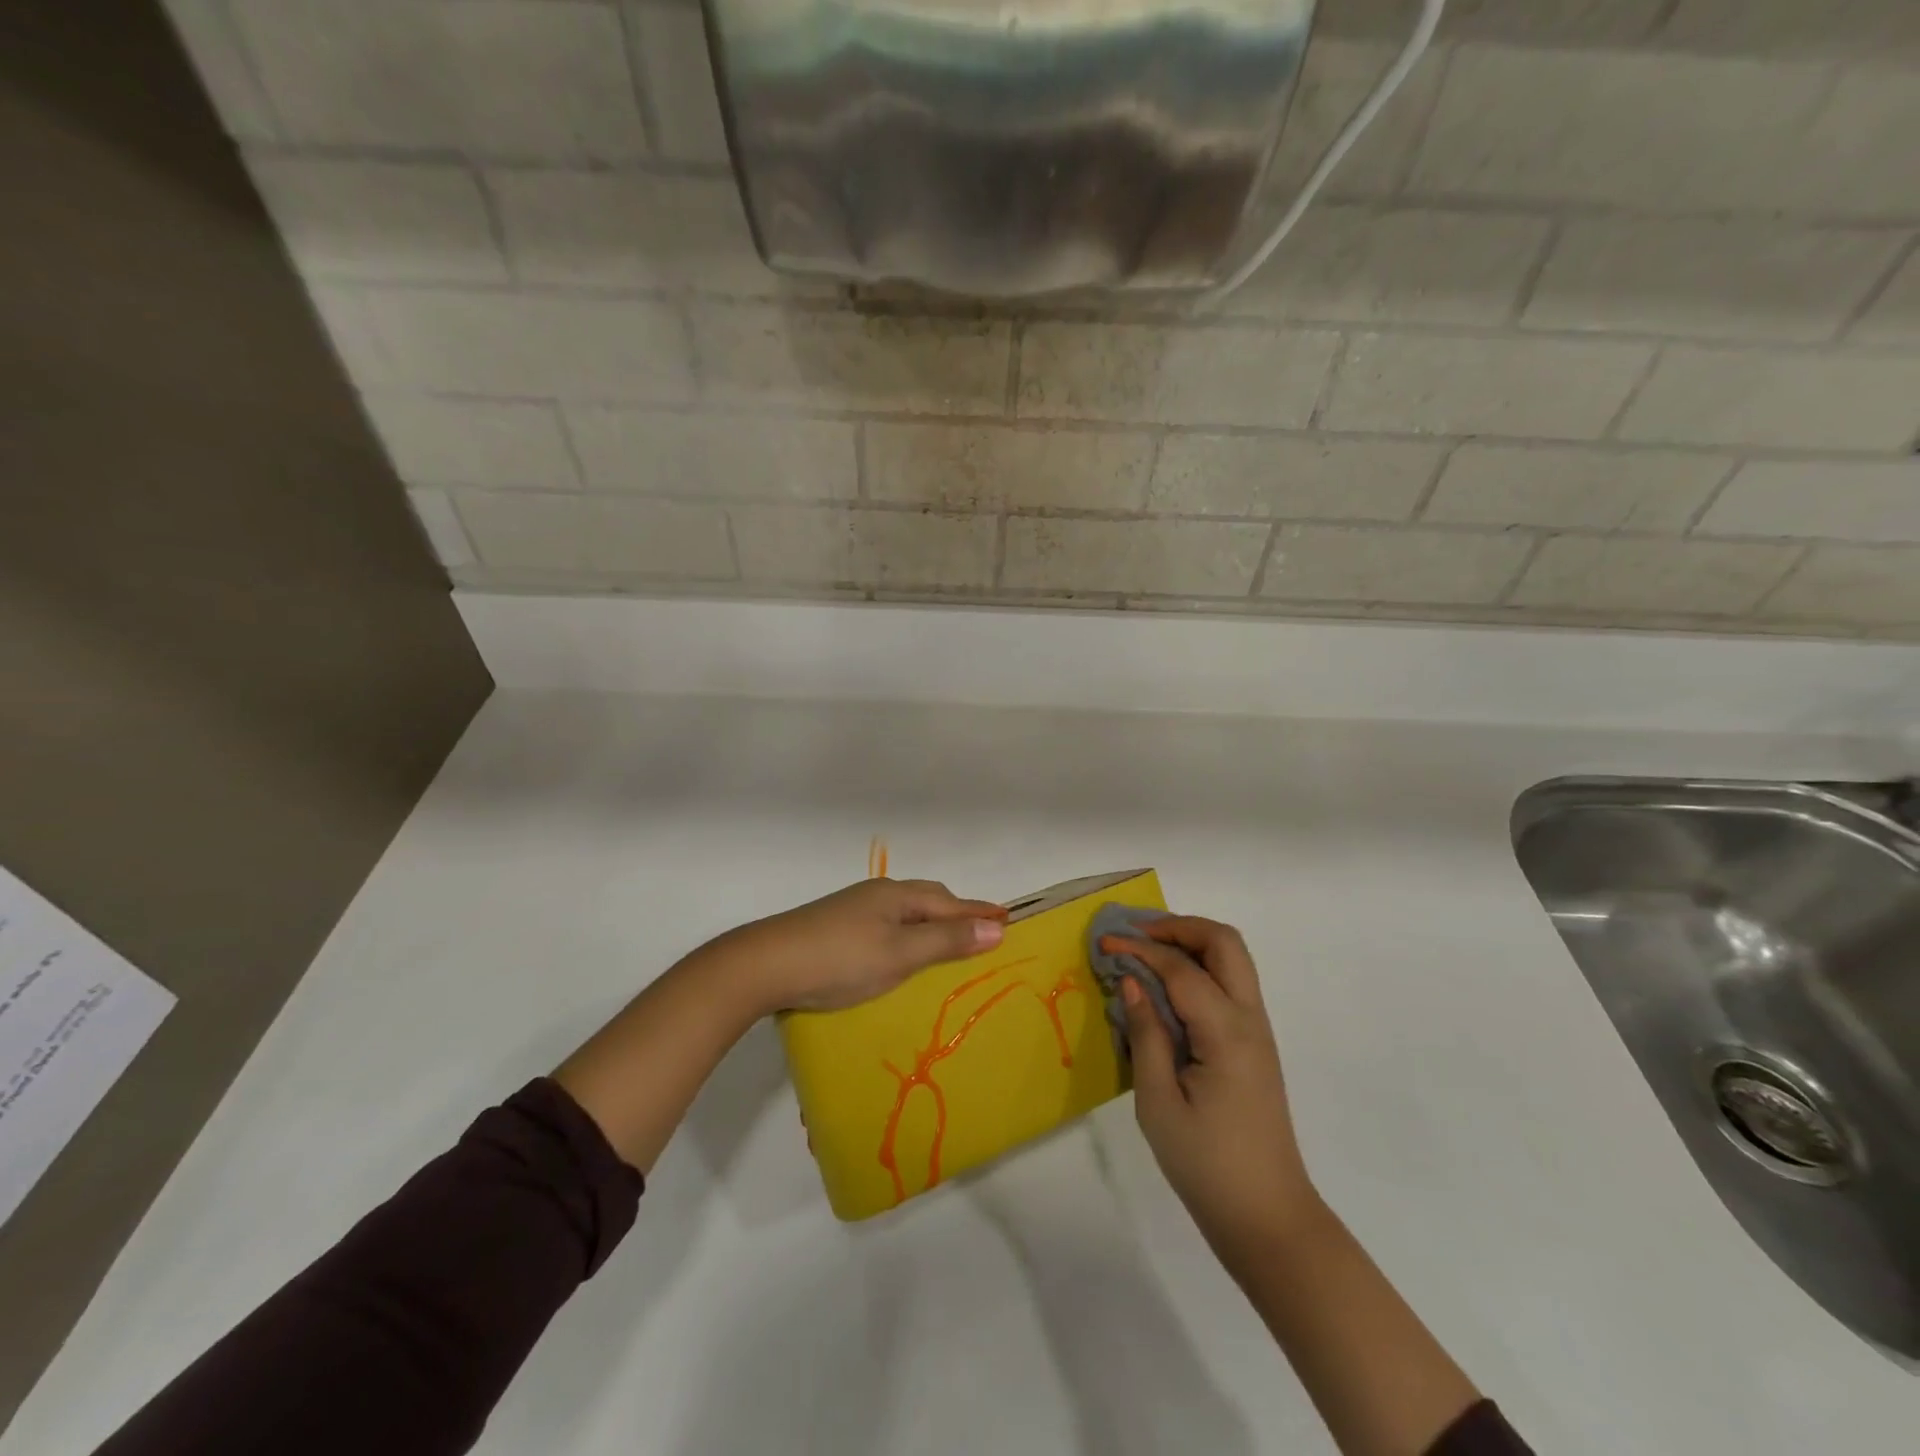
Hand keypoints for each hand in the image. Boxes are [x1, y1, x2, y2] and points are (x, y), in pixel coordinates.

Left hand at [720, 878, 1007, 1012]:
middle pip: (927, 898)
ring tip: (944, 940)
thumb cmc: (841, 960)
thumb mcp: (900, 954)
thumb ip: (947, 941)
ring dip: (929, 921)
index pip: (949, 902)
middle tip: (978, 930)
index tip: (1007, 918)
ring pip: (903, 909)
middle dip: (955, 912)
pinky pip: (886, 922)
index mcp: (897, 896)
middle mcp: (877, 894)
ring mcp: (852, 908)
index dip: (978, 912)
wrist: (765, 965)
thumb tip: (996, 927)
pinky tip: (898, 949)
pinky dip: (906, 931)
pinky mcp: (835, 926)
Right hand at [1101, 917, 1320, 1267]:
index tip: (1104, 943)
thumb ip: (1145, 1034)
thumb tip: (1130, 980)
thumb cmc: (1206, 1164)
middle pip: (1224, 943)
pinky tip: (1167, 987)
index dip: (1140, 949)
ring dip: (1191, 943)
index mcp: (1226, 1033)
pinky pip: (1230, 983)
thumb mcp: (1158, 1102)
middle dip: (1178, 928)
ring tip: (1147, 952)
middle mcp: (1250, 1019)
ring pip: (1232, 958)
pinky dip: (1199, 967)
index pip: (1181, 969)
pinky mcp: (1254, 1044)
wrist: (1267, 1216)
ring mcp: (1258, 1030)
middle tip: (1136, 935)